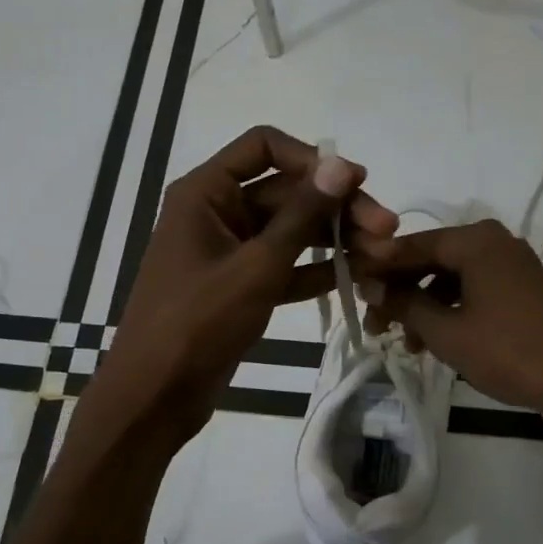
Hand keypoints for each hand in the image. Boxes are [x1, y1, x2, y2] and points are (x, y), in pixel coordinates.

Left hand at [85, 126, 396, 448]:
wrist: (154, 396)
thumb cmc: (197, 322)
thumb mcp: (256, 265)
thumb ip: (302, 214)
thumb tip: (342, 164)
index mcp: (206, 192)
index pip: (264, 146)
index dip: (312, 159)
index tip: (355, 182)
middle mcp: (217, 212)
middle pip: (287, 192)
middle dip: (337, 208)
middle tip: (388, 230)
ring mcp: (230, 251)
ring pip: (291, 231)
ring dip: (335, 240)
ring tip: (383, 256)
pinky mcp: (241, 287)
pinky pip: (284, 266)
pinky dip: (316, 271)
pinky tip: (357, 276)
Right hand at [354, 219, 542, 425]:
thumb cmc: (510, 351)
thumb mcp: (446, 331)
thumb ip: (404, 303)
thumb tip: (368, 284)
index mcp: (475, 241)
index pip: (411, 245)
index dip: (378, 267)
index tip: (350, 288)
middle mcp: (494, 242)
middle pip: (431, 260)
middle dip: (400, 291)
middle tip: (375, 323)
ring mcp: (513, 264)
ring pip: (452, 278)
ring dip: (424, 306)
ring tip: (406, 343)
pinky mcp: (524, 288)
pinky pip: (475, 290)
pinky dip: (451, 310)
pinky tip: (437, 341)